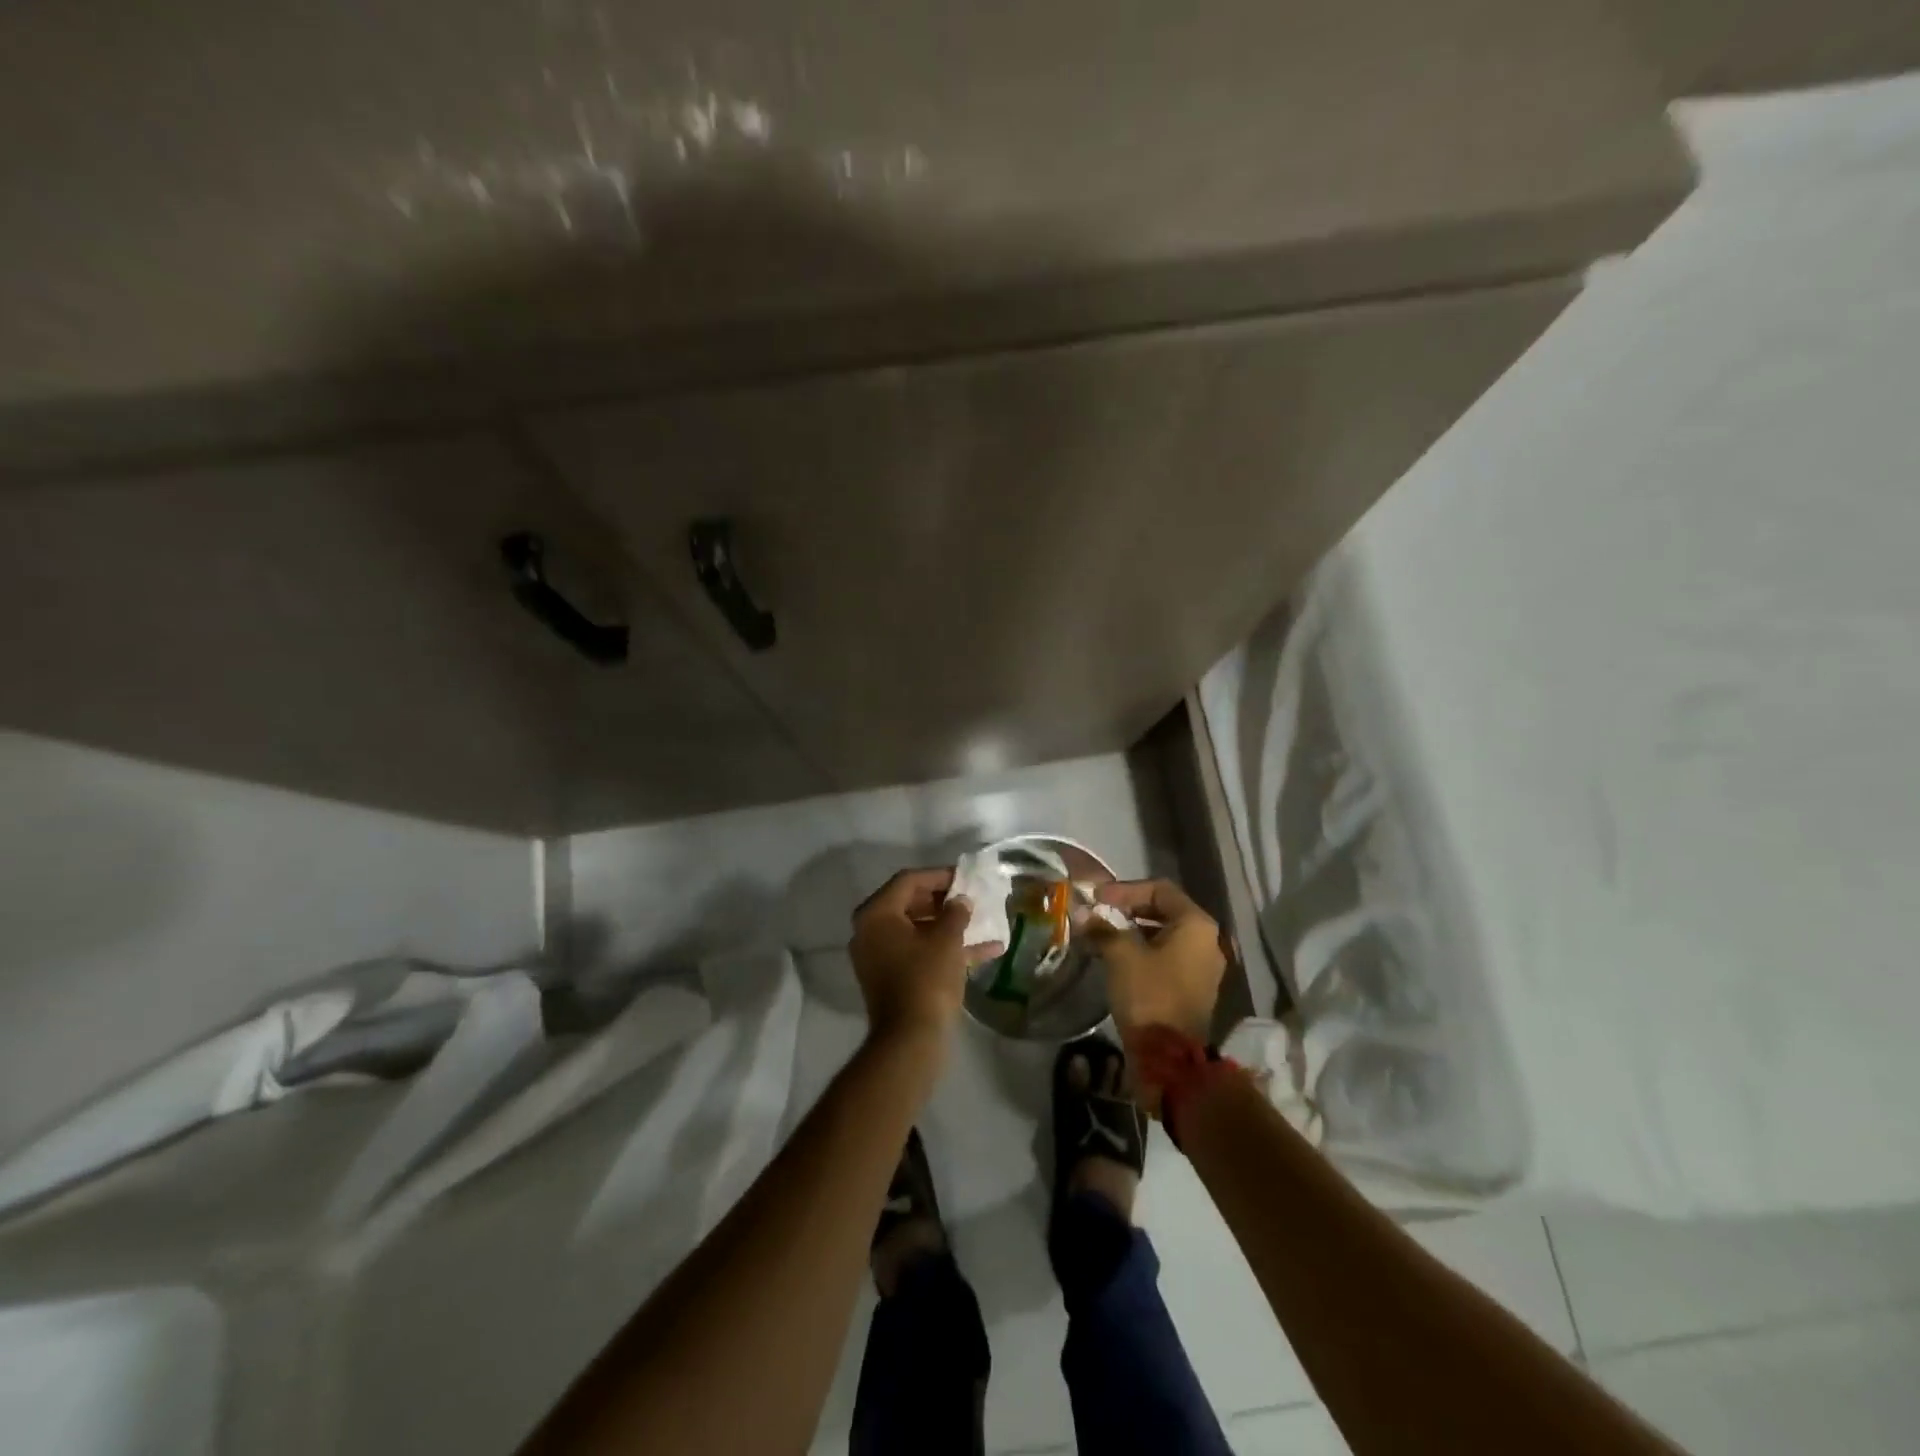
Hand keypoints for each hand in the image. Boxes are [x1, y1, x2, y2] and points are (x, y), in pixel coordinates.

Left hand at [848, 868, 1000, 1048]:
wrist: (911, 1039)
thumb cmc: (927, 978)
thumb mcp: (947, 939)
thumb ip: (956, 912)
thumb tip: (960, 901)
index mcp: (876, 914)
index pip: (908, 881)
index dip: (939, 875)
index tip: (965, 877)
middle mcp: (870, 931)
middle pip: (910, 903)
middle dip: (944, 901)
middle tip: (971, 898)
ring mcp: (879, 957)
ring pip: (917, 930)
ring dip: (949, 926)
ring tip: (981, 922)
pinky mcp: (891, 978)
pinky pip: (918, 952)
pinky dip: (945, 949)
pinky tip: (985, 951)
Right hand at [1088, 878, 1225, 1042]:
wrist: (1170, 1059)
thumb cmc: (1149, 995)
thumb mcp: (1121, 956)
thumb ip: (1103, 929)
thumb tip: (1083, 915)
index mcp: (1196, 925)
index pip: (1160, 889)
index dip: (1125, 889)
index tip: (1098, 898)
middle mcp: (1208, 940)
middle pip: (1165, 910)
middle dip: (1130, 908)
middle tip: (1100, 912)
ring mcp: (1204, 967)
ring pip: (1166, 935)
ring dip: (1135, 930)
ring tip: (1105, 933)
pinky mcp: (1195, 988)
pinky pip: (1169, 957)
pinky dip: (1144, 950)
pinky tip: (1119, 957)